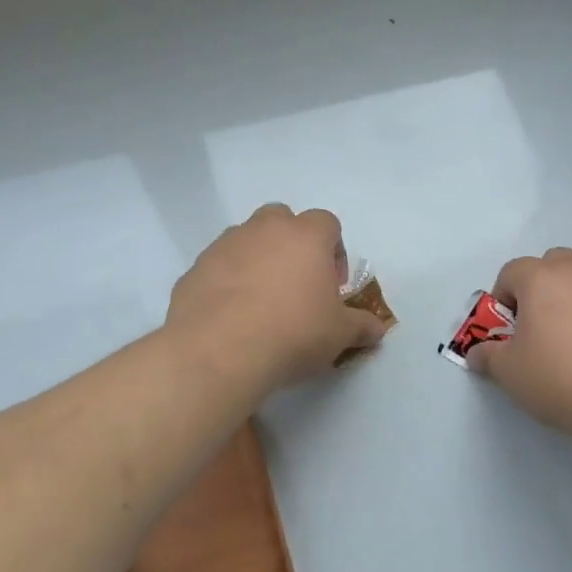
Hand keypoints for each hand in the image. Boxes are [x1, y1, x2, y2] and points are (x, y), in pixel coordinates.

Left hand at [167, 204, 389, 398]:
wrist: (219, 351)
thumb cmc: (293, 332)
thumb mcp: (339, 334)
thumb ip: (361, 326)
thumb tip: (377, 330)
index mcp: (306, 235)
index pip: (327, 223)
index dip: (334, 251)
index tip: (332, 285)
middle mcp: (264, 229)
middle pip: (282, 220)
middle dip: (292, 245)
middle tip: (296, 286)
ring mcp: (225, 245)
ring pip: (246, 240)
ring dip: (257, 261)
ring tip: (261, 304)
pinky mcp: (195, 268)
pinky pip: (218, 268)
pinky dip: (226, 283)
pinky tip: (231, 318)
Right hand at [468, 248, 571, 450]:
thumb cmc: (564, 379)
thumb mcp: (511, 374)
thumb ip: (488, 357)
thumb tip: (478, 353)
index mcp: (542, 277)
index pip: (511, 272)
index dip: (502, 301)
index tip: (507, 333)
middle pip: (551, 265)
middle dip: (539, 290)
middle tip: (539, 330)